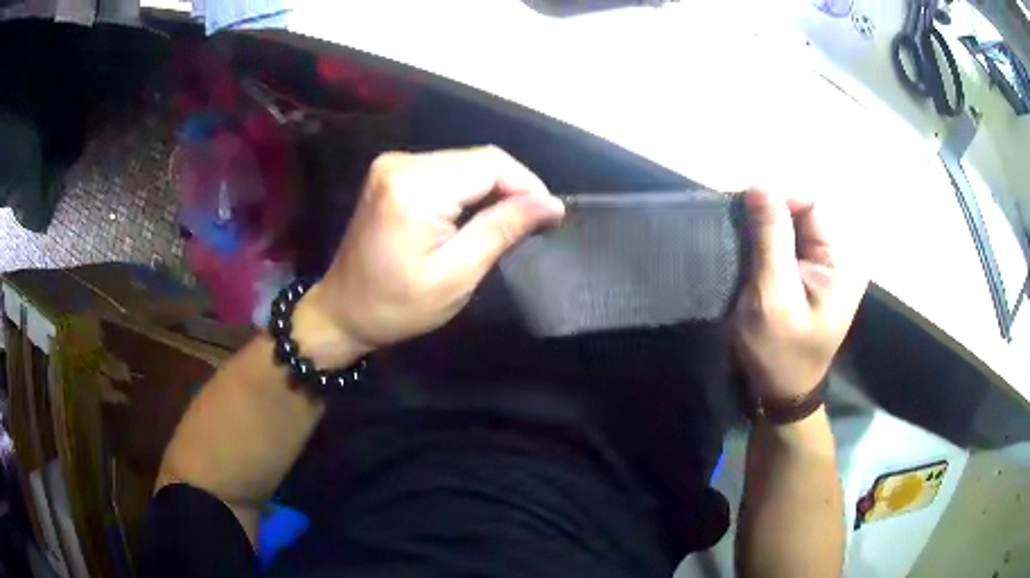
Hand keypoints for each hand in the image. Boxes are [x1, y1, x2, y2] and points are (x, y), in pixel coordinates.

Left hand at [303, 146, 564, 357]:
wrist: (343, 311)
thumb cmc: (397, 306)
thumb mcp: (456, 275)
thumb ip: (502, 229)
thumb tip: (550, 204)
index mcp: (414, 188)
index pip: (489, 164)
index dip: (527, 184)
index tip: (551, 215)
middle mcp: (402, 163)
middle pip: (477, 159)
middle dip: (512, 186)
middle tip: (535, 222)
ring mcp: (393, 165)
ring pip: (464, 162)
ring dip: (493, 187)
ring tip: (511, 220)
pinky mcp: (391, 173)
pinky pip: (445, 169)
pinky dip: (469, 188)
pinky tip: (478, 213)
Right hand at [733, 189, 866, 401]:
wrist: (782, 392)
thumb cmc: (779, 351)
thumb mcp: (772, 295)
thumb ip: (770, 238)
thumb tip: (760, 184)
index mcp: (842, 261)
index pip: (811, 205)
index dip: (777, 207)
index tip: (747, 229)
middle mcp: (841, 257)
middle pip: (803, 215)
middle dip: (771, 225)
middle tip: (745, 250)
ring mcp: (829, 267)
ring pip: (794, 228)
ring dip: (767, 238)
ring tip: (748, 262)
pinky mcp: (814, 276)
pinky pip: (791, 246)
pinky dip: (770, 250)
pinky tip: (756, 268)